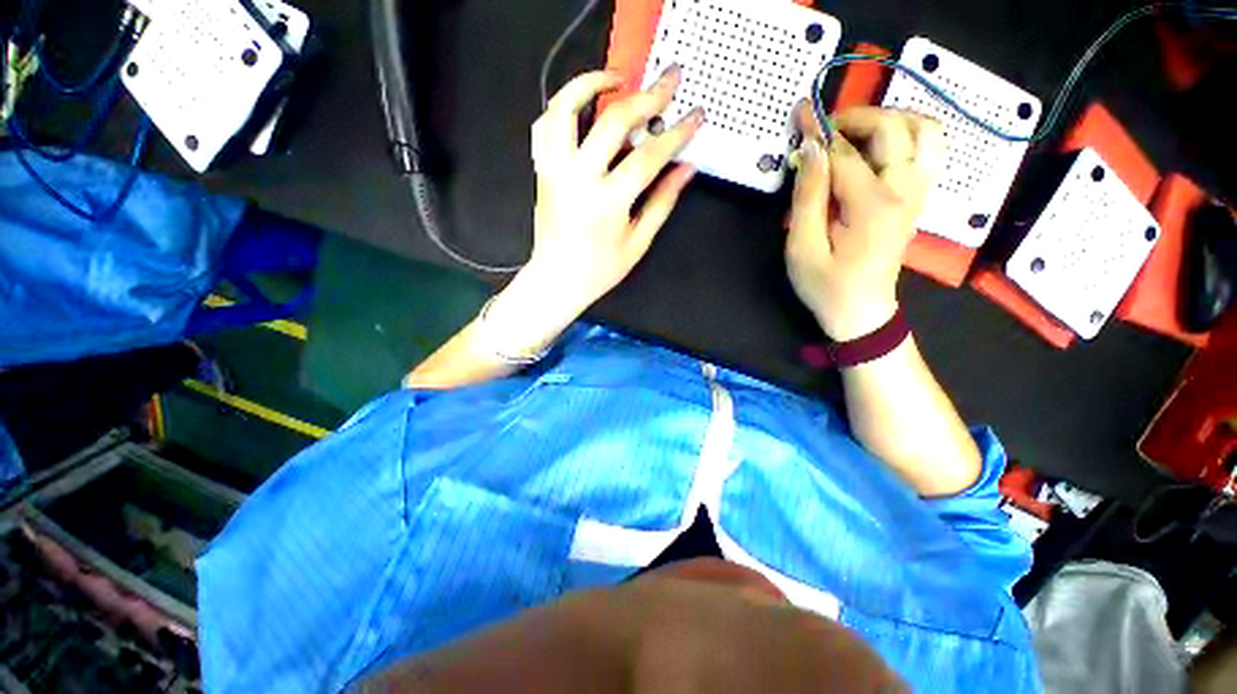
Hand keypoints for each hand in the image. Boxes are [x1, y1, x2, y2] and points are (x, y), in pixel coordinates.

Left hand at [521, 67, 703, 317]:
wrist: (557, 279)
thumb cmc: (599, 269)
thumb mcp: (638, 242)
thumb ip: (662, 202)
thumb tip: (686, 169)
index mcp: (607, 202)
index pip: (649, 156)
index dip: (676, 133)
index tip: (695, 116)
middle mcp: (578, 178)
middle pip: (614, 120)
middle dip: (647, 96)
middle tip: (668, 81)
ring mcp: (555, 170)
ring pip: (567, 108)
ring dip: (592, 83)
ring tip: (617, 79)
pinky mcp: (542, 170)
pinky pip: (545, 126)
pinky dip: (562, 107)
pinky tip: (581, 106)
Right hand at [785, 105, 944, 340]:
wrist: (861, 312)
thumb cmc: (825, 286)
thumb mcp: (803, 248)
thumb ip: (808, 197)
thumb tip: (810, 149)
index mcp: (873, 205)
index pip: (845, 152)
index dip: (819, 131)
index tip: (800, 113)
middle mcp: (906, 189)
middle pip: (894, 127)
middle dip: (857, 118)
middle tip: (824, 132)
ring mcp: (919, 192)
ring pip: (924, 130)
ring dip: (890, 120)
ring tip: (857, 134)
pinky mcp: (919, 198)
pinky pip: (929, 149)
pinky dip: (907, 135)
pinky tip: (879, 149)